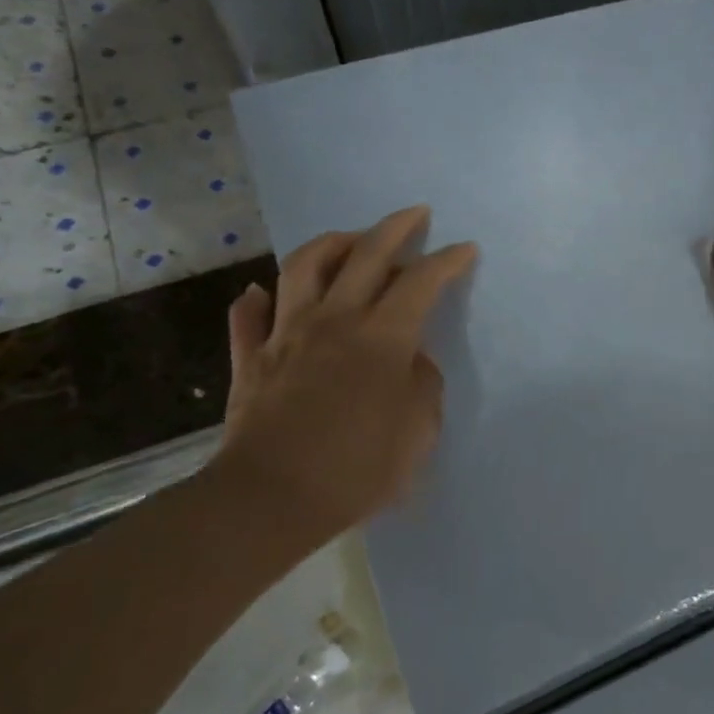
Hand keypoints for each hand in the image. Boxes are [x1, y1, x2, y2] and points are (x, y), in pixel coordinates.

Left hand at [208, 208, 476, 547]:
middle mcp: (335, 320)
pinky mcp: (250, 358)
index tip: (465, 248)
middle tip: (415, 214)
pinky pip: (249, 316)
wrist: (270, 499)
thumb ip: (423, 385)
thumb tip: (411, 360)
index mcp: (382, 337)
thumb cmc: (357, 468)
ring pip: (304, 267)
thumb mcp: (418, 431)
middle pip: (365, 255)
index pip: (421, 282)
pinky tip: (264, 292)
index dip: (447, 261)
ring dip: (333, 243)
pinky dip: (258, 298)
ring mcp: (286, 334)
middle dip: (395, 228)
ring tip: (352, 239)